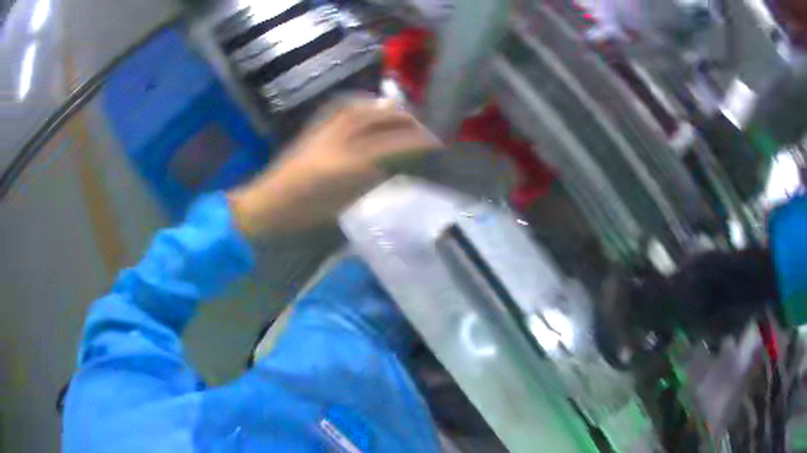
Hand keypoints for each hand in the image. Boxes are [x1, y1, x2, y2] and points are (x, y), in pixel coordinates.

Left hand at [228, 98, 440, 238]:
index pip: (392, 144)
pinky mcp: (314, 128)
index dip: (416, 141)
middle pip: (377, 117)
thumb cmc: (305, 211)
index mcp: (348, 163)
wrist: (268, 202)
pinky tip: (367, 109)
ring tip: (399, 112)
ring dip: (383, 107)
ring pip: (360, 109)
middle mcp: (338, 138)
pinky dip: (360, 105)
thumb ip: (370, 179)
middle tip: (420, 124)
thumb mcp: (344, 203)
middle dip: (403, 117)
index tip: (435, 143)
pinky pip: (342, 109)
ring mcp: (324, 130)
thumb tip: (394, 164)